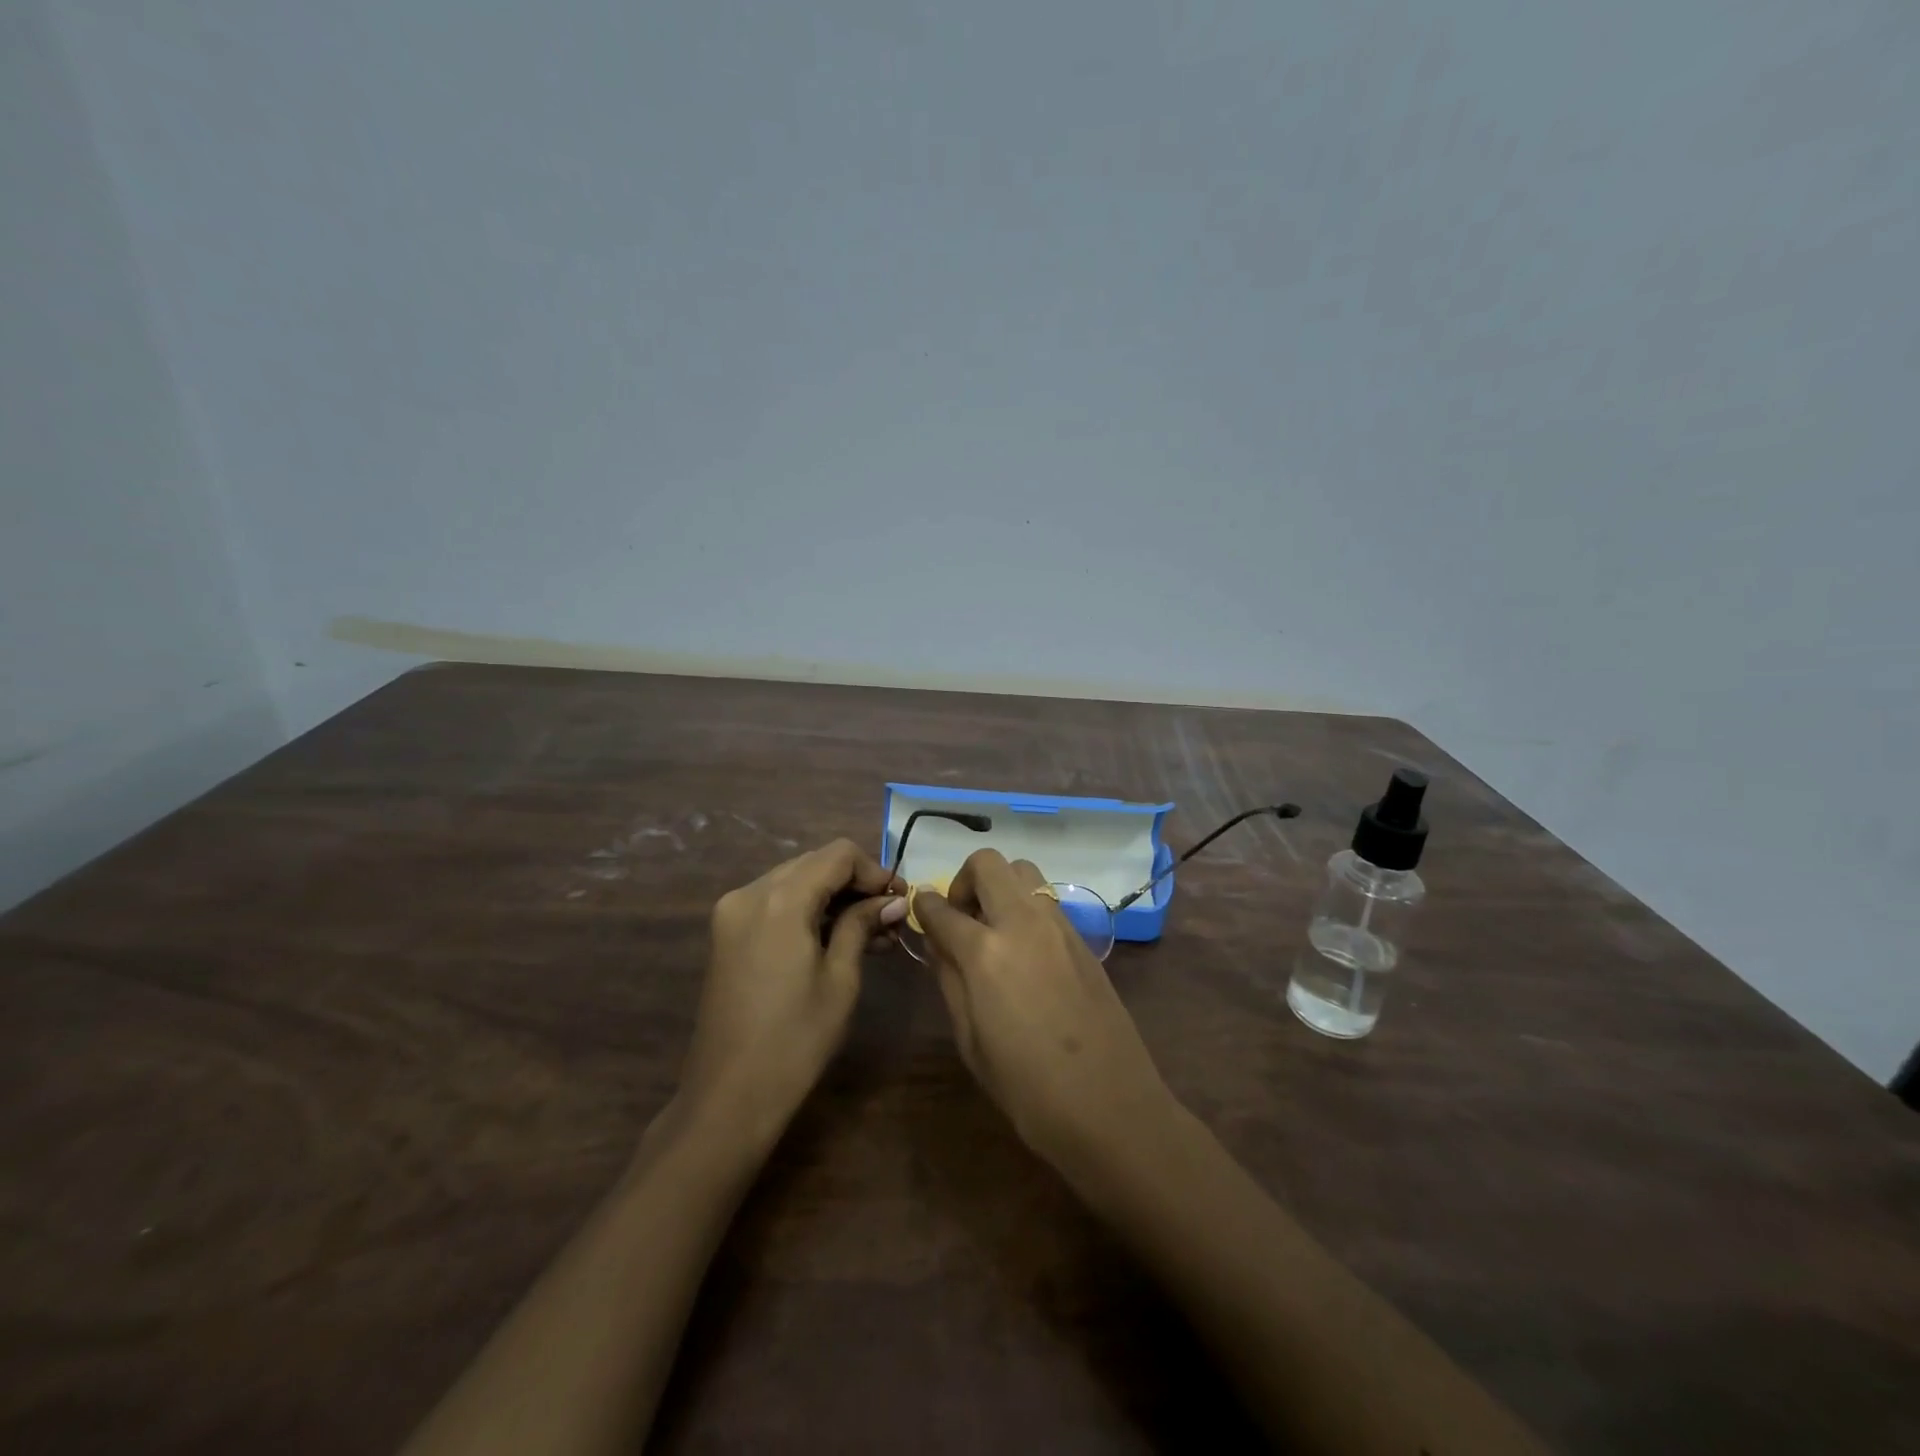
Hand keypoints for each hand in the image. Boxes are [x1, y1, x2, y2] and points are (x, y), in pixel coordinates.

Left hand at [679, 840, 906, 1142]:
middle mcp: (750, 893)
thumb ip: (862, 925)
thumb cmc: (795, 1040)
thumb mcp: (840, 979)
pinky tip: (835, 938)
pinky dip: (806, 911)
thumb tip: (893, 900)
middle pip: (814, 863)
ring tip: (871, 933)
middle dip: (855, 883)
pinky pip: (774, 903)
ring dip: (832, 897)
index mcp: (780, 899)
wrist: (728, 1097)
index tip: (899, 901)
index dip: (874, 870)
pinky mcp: (727, 934)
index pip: (838, 855)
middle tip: (890, 917)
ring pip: (794, 881)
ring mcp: (732, 912)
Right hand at [914, 849, 1176, 1169]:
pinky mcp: (1083, 938)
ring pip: (1023, 871)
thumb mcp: (970, 1040)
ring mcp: (1058, 926)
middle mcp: (1022, 923)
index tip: (920, 909)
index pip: (942, 908)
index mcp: (985, 952)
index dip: (924, 905)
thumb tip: (938, 943)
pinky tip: (1024, 948)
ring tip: (993, 928)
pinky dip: (1026, 906)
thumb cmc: (1027, 1088)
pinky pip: (1046, 899)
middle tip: (962, 917)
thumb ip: (949, 980)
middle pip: (988, 864)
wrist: (1110, 1107)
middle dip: (965, 880)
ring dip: (1000, 886)